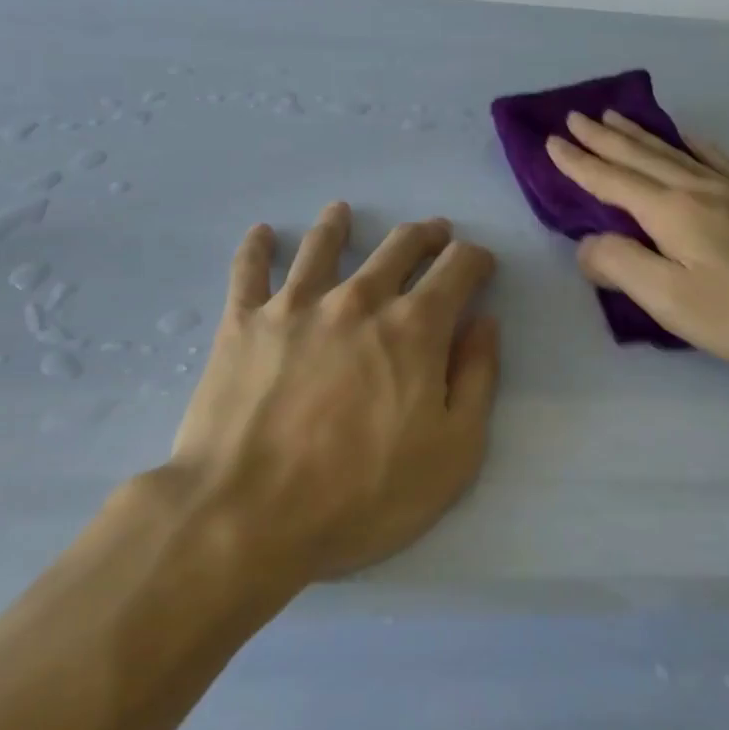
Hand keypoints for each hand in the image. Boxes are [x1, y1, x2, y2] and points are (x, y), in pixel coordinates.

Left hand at [170, 202, 500, 584]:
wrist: (246, 516)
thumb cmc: (361, 495)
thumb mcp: (452, 453)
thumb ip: (477, 379)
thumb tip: (485, 323)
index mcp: (414, 327)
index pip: (457, 268)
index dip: (475, 259)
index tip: (480, 264)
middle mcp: (359, 299)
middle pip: (398, 246)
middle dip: (424, 235)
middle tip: (433, 233)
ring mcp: (296, 305)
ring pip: (323, 245)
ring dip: (339, 224)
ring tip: (344, 212)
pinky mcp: (243, 323)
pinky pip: (249, 271)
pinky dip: (257, 247)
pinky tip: (263, 233)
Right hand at [546, 111, 728, 376]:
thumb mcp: (673, 301)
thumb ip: (622, 266)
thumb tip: (587, 244)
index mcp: (671, 212)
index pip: (612, 181)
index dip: (579, 163)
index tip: (551, 141)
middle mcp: (698, 189)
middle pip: (640, 157)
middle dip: (604, 138)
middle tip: (575, 116)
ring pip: (675, 152)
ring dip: (640, 134)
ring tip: (616, 116)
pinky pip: (718, 159)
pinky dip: (694, 144)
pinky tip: (692, 138)